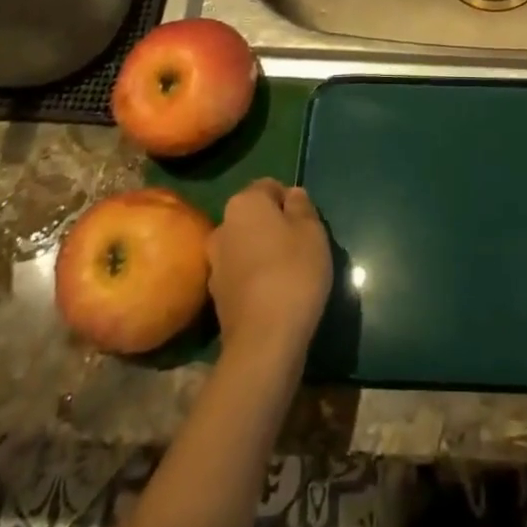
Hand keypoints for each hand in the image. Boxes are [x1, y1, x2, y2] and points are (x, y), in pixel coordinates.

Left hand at [207, 178, 331, 366]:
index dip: (291, 201)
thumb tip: (291, 195)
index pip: (270, 186)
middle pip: (254, 217)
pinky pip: (240, 274)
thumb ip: (301, 206)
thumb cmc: (293, 272)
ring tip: (289, 274)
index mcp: (244, 203)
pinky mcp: (216, 296)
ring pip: (245, 245)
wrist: (264, 340)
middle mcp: (222, 226)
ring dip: (263, 253)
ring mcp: (215, 263)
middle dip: (275, 226)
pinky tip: (274, 295)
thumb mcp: (312, 230)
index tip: (307, 223)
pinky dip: (255, 278)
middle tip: (301, 247)